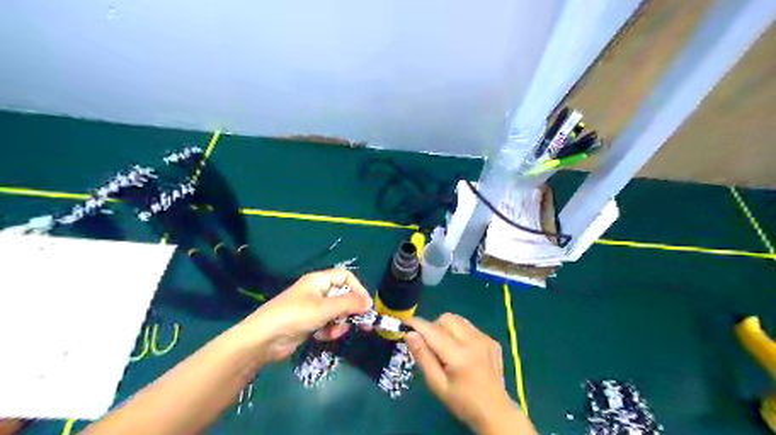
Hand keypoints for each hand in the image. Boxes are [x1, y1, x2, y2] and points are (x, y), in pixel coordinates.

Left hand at [237, 268, 371, 363]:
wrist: (263, 340)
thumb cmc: (294, 316)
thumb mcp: (324, 308)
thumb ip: (348, 304)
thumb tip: (369, 303)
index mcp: (319, 281)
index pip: (345, 277)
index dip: (357, 289)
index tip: (365, 306)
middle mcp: (317, 292)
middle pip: (343, 296)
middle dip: (351, 310)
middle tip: (364, 324)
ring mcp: (313, 308)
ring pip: (337, 312)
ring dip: (340, 323)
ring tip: (334, 331)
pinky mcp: (309, 323)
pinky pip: (328, 323)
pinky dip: (329, 330)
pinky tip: (323, 336)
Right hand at [406, 315, 526, 433]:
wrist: (495, 412)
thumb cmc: (462, 402)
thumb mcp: (437, 384)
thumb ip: (423, 357)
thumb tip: (410, 334)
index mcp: (459, 355)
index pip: (432, 330)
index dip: (416, 324)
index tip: (404, 324)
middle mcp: (473, 341)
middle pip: (446, 318)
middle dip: (433, 327)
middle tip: (431, 346)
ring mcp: (485, 338)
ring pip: (458, 319)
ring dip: (447, 328)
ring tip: (447, 348)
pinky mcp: (492, 340)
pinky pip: (469, 326)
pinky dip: (460, 333)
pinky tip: (463, 351)